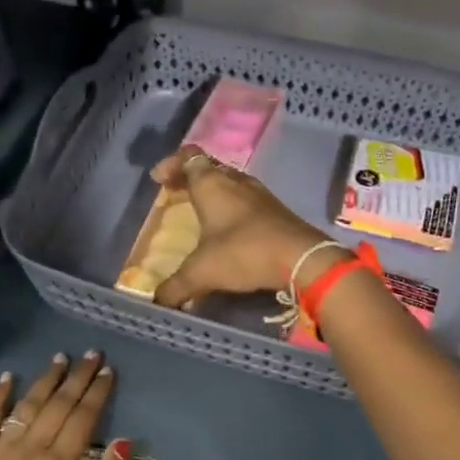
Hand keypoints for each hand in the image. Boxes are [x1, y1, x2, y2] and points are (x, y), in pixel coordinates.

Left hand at [0, 352, 127, 459]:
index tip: (108, 370)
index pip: (83, 418)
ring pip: (26, 405)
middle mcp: (28, 451)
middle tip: (91, 354)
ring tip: (60, 358)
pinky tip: (8, 378)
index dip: (97, 392)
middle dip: (76, 377)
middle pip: (57, 405)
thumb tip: (124, 443)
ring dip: (45, 380)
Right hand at [147, 144, 336, 308]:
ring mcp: (259, 194)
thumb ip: (175, 286)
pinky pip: (246, 199)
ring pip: (229, 182)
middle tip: (174, 193)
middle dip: (188, 178)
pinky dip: (232, 207)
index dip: (171, 164)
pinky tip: (229, 228)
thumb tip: (157, 302)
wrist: (301, 258)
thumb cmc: (243, 253)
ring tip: (200, 211)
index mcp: (211, 184)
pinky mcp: (276, 210)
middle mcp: (235, 181)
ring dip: (213, 192)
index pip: (188, 157)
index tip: (158, 180)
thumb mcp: (202, 272)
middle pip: (208, 168)